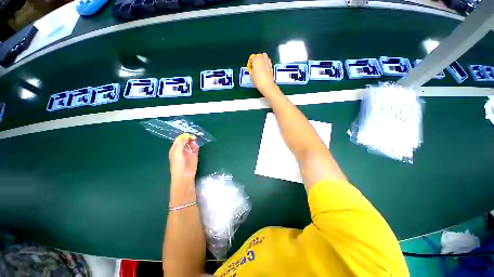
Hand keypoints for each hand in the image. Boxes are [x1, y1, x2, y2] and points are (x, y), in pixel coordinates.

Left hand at [169, 133, 198, 183]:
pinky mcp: (194, 155)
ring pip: (191, 143)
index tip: (188, 134)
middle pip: (186, 140)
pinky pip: (196, 148)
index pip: (179, 139)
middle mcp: (182, 149)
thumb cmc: (178, 164)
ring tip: (195, 142)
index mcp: (175, 148)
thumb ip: (181, 143)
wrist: (184, 175)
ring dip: (193, 141)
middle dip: (189, 138)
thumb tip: (186, 136)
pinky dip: (196, 146)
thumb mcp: (177, 152)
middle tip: (193, 137)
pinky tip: (196, 147)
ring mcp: (188, 152)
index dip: (183, 136)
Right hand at [248, 53, 276, 93]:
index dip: (250, 63)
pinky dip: (266, 64)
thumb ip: (251, 70)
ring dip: (262, 60)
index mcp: (256, 59)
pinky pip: (268, 62)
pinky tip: (264, 70)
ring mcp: (268, 61)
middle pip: (259, 56)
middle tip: (255, 66)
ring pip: (264, 57)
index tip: (250, 68)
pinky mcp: (271, 66)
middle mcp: (262, 58)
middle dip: (257, 60)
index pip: (252, 57)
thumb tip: (252, 69)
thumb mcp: (251, 75)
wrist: (266, 84)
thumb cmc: (257, 79)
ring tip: (260, 67)